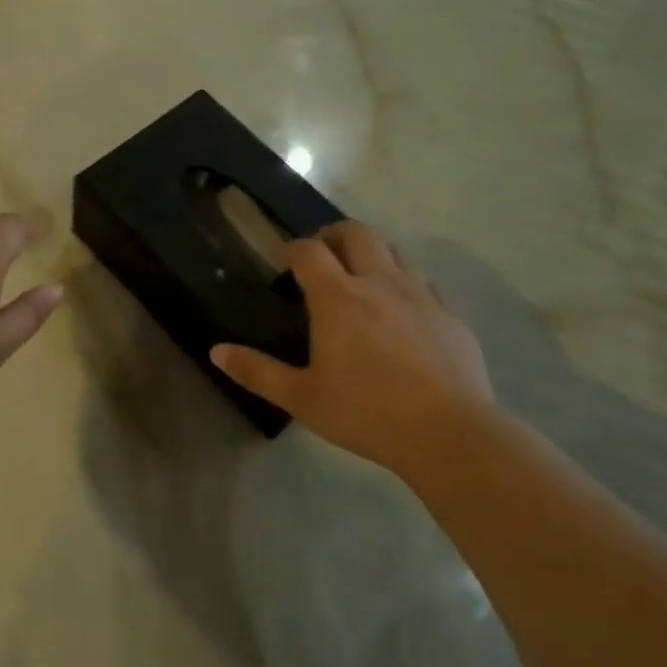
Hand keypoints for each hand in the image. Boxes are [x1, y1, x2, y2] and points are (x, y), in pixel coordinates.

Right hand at [211, 221, 500, 481]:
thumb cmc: (366, 413)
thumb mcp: (302, 398)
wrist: (448, 433)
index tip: (281, 261)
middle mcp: (379, 283)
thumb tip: (216, 351)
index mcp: (338, 298)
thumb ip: (258, 371)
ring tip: (359, 279)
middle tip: (320, 256)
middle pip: (356, 233)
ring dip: (370, 254)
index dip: (291, 249)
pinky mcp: (450, 314)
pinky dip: (404, 282)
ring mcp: (420, 295)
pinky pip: (423, 281)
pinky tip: (400, 311)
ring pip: (394, 251)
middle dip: (332, 235)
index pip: (308, 252)